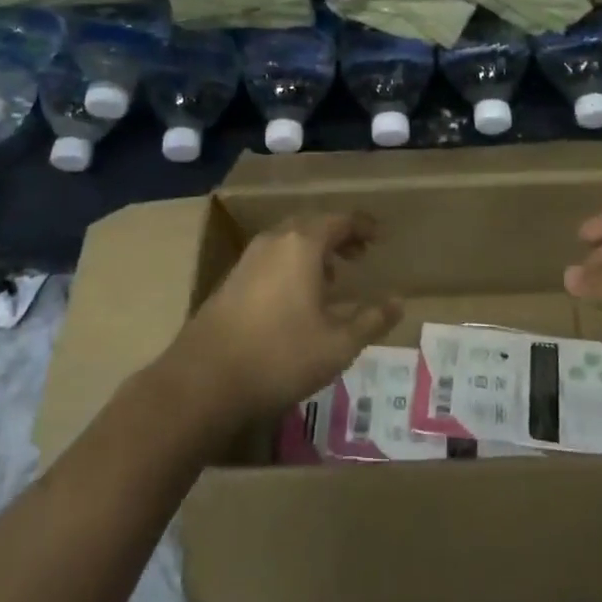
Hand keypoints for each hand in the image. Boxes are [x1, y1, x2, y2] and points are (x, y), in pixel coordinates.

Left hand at [166, 213, 399, 426]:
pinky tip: (297, 297)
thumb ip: (371, 321)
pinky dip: (292, 264)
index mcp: (302, 244)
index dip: (363, 226)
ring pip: (289, 241)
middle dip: (338, 236)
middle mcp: (274, 241)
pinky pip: (271, 258)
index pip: (340, 220)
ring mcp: (248, 259)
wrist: (202, 381)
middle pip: (312, 224)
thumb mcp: (337, 345)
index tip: (380, 237)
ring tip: (332, 277)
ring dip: (314, 251)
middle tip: (359, 254)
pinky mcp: (231, 280)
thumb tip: (398, 303)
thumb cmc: (279, 356)